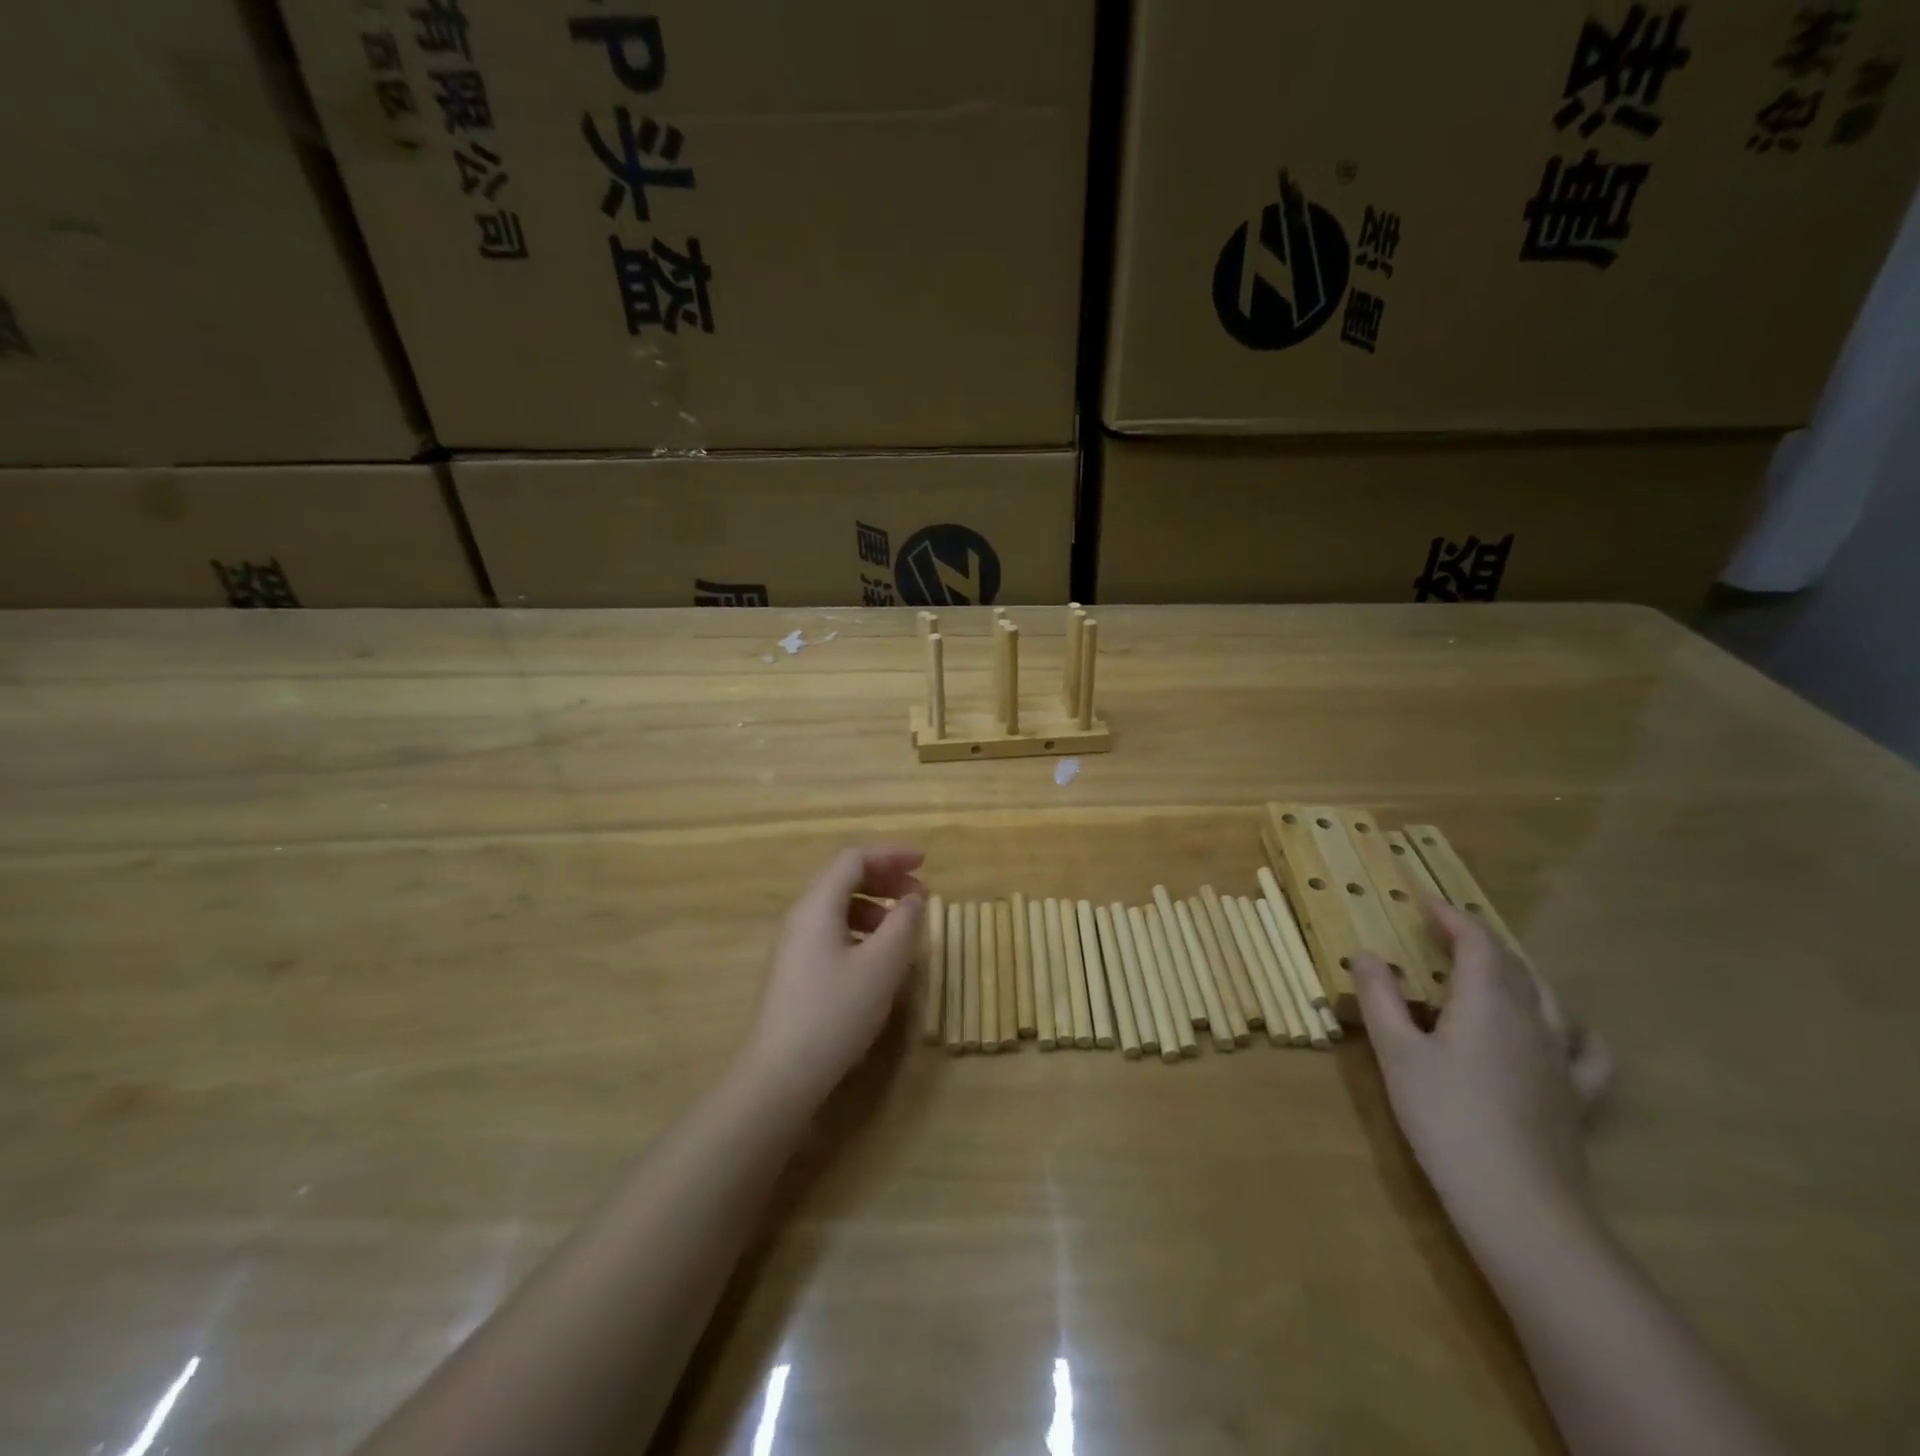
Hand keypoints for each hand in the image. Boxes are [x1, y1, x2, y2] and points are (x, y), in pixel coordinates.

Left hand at [743, 847, 927, 1103]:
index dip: (891, 855)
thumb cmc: (835, 1013)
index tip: (925, 863)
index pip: (854, 859)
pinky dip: (861, 931)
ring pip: (838, 908)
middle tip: (920, 896)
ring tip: (903, 931)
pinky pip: (832, 932)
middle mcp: (801, 917)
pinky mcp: (795, 971)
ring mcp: (794, 945)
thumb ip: (904, 924)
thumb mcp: (882, 966)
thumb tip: (912, 899)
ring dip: (875, 908)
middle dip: (885, 880)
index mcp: (817, 906)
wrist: (780, 1075)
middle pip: (844, 879)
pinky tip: (878, 960)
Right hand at [1354, 900, 1612, 1238]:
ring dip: (1519, 973)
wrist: (1518, 1203)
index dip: (1451, 916)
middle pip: (1514, 964)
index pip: (1477, 942)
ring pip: (1549, 997)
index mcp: (1488, 1002)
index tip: (1424, 901)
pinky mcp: (1578, 1097)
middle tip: (1446, 933)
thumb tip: (1366, 954)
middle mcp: (1533, 1020)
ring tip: (1494, 971)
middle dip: (1480, 940)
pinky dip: (1571, 1027)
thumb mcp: (1396, 1053)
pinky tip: (1561, 1033)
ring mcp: (1562, 1060)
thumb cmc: (1445, 1117)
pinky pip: (1586, 1049)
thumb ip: (1380, 997)